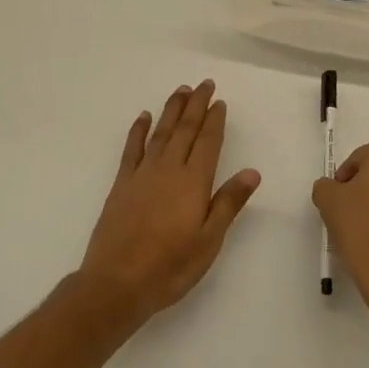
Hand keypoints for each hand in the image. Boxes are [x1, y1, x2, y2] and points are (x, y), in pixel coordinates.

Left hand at [78, 81, 260, 325]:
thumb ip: (228, 203)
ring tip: (181, 90)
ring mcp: (143, 174)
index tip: (220, 101)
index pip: (208, 142)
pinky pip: (132, 148)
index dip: (215, 120)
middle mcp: (169, 169)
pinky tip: (144, 116)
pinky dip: (138, 130)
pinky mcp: (122, 184)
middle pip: (186, 129)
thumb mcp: (209, 241)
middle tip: (204, 83)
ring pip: (161, 132)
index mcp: (194, 182)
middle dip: (196, 104)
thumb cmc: (170, 266)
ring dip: (172, 109)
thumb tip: (252, 172)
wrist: (116, 283)